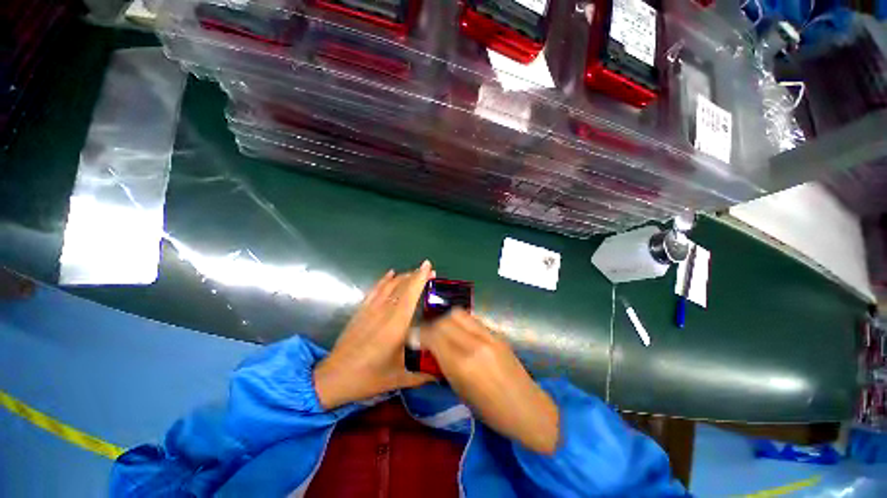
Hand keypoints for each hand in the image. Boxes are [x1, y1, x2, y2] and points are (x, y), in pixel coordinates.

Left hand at [313, 261, 435, 409]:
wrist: (334, 378)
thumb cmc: (370, 378)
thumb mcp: (401, 378)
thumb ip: (425, 373)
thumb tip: (444, 371)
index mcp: (397, 324)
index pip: (411, 294)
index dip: (420, 278)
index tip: (429, 266)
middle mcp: (385, 311)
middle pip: (402, 286)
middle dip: (416, 275)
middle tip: (429, 271)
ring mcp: (371, 309)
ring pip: (390, 285)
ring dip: (403, 276)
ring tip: (415, 273)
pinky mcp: (361, 310)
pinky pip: (375, 289)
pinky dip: (384, 279)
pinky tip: (391, 274)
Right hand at [421, 309, 559, 454]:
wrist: (528, 409)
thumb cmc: (491, 412)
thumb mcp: (460, 392)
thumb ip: (444, 366)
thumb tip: (430, 350)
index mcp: (462, 364)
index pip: (434, 335)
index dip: (420, 334)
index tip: (413, 338)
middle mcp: (474, 344)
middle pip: (444, 320)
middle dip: (431, 325)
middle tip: (428, 334)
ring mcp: (488, 336)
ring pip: (459, 314)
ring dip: (445, 319)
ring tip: (442, 330)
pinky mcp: (497, 334)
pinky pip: (472, 320)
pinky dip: (460, 322)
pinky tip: (459, 332)